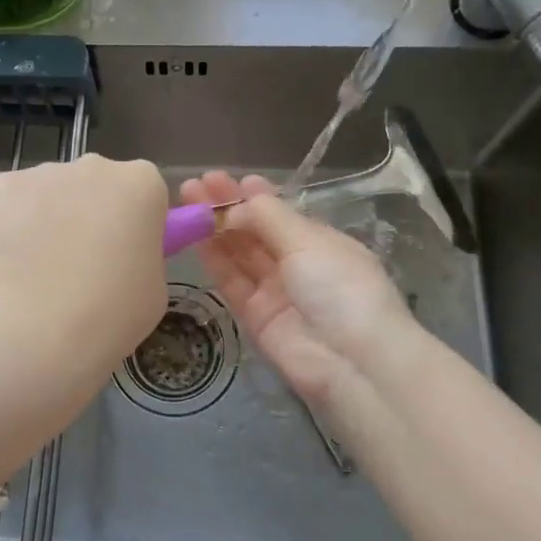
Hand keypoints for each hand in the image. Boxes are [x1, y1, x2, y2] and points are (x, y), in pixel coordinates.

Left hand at [0, 153, 168, 383]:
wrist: (35, 328)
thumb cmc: (110, 314)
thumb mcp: (152, 289)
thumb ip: (140, 256)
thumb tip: (117, 255)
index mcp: (141, 185)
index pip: (142, 192)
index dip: (131, 223)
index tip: (122, 255)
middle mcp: (94, 166)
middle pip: (94, 184)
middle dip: (88, 214)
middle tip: (78, 265)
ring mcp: (43, 173)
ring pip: (49, 193)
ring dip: (46, 220)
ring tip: (35, 273)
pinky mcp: (0, 186)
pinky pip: (10, 203)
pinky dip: (9, 227)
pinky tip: (7, 265)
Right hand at [179, 171, 412, 420]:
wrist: (353, 361)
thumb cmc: (340, 286)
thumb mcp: (308, 241)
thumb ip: (268, 216)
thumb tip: (237, 203)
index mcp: (320, 242)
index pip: (281, 214)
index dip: (253, 196)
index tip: (226, 178)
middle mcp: (298, 264)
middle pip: (256, 231)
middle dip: (227, 207)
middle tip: (196, 184)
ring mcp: (276, 292)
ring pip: (239, 254)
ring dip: (214, 228)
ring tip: (187, 201)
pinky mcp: (256, 317)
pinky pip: (231, 282)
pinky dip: (213, 258)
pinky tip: (194, 235)